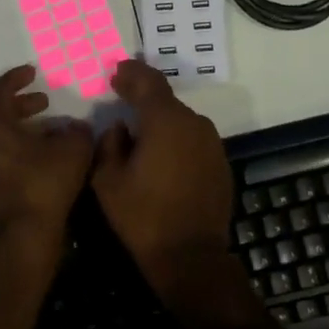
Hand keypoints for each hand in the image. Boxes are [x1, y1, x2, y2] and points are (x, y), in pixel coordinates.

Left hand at [0, 65, 92, 241]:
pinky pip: (3, 155)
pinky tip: (46, 154)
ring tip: (50, 128)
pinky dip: (21, 147)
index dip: (16, 78)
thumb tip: (75, 128)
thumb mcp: (73, 148)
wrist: (26, 234)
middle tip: (44, 101)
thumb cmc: (45, 183)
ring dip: (22, 127)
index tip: (33, 72)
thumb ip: (76, 131)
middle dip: (20, 104)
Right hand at [91, 59, 232, 288]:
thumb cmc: (143, 217)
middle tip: (123, 98)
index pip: (148, 82)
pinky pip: (193, 142)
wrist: (191, 256)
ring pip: (181, 122)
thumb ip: (109, 144)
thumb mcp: (108, 181)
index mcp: (166, 121)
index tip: (116, 72)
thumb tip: (120, 128)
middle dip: (144, 98)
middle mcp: (195, 124)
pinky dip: (177, 142)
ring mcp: (212, 144)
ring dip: (161, 123)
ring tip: (140, 135)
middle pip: (166, 102)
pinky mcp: (221, 164)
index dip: (131, 74)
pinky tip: (163, 159)